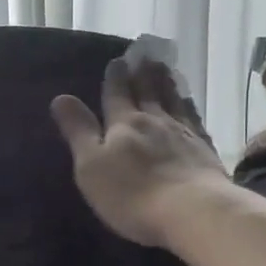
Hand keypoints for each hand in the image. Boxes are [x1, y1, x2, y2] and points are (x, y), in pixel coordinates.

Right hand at [51, 57, 228, 246]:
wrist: (193, 211)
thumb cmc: (131, 193)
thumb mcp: (91, 165)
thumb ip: (78, 131)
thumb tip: (61, 97)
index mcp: (124, 124)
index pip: (117, 94)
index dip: (116, 77)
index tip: (117, 60)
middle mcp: (155, 121)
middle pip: (148, 92)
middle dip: (143, 74)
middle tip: (145, 55)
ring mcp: (184, 134)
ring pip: (173, 101)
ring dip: (167, 84)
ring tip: (165, 69)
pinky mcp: (205, 151)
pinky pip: (195, 120)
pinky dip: (190, 107)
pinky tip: (190, 105)